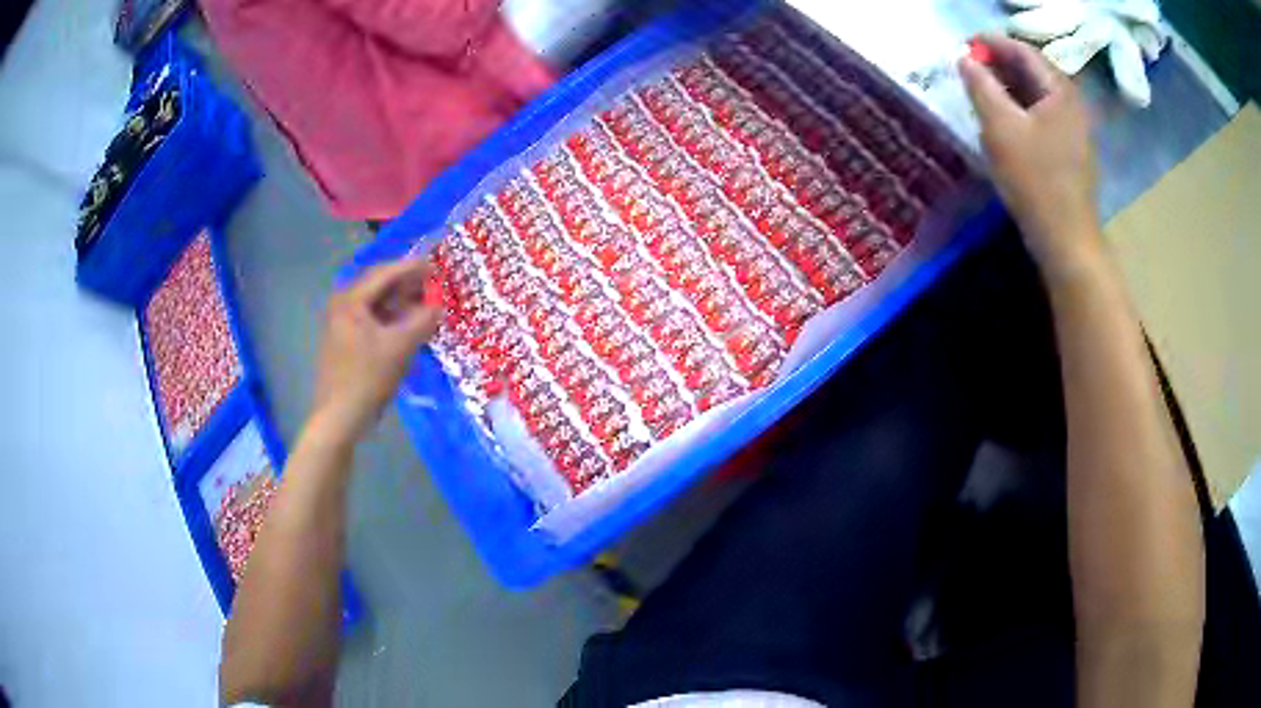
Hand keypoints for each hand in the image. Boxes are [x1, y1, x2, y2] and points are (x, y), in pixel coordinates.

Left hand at [312, 258, 441, 440]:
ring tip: (424, 304)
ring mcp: (340, 322)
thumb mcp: (401, 347)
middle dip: (406, 283)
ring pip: (375, 303)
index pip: (385, 273)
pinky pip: (371, 318)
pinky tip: (407, 325)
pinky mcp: (344, 340)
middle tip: (432, 283)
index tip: (436, 266)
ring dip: (399, 301)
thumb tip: (439, 305)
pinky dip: (390, 317)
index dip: (412, 267)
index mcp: (351, 300)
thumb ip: (423, 321)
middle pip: (378, 285)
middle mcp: (342, 304)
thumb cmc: (368, 378)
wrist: (340, 416)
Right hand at [960, 34, 1101, 278]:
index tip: (966, 44)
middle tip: (971, 66)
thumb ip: (981, 86)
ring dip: (1011, 86)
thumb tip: (965, 59)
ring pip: (1039, 93)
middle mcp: (1073, 103)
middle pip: (1034, 70)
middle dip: (1001, 63)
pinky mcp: (1073, 150)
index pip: (1024, 51)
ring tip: (983, 89)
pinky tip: (1006, 118)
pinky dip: (1023, 107)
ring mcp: (1076, 128)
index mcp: (1060, 91)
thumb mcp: (1000, 128)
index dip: (993, 43)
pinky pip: (1045, 114)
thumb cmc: (1035, 181)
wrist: (1067, 239)